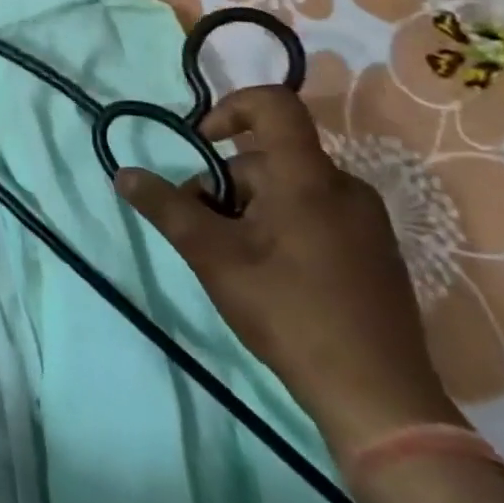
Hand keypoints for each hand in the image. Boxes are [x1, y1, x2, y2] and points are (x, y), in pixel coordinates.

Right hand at [115, 85, 461, 462]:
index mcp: (308, 177)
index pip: (273, 105)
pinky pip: (313, 213)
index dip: (230, 108)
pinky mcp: (373, 250)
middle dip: (225, 186)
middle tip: (205, 234)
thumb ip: (166, 208)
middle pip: (267, 159)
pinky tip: (270, 276)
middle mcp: (343, 186)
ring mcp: (364, 221)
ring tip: (234, 261)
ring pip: (287, 189)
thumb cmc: (289, 312)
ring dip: (249, 211)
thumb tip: (124, 173)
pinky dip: (279, 227)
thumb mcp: (212, 256)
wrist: (379, 398)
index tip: (202, 144)